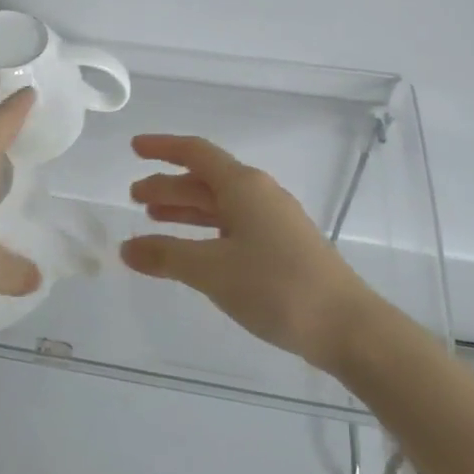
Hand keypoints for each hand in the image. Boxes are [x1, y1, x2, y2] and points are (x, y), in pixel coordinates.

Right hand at [122, 135, 373, 370]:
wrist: (346, 326)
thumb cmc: (275, 286)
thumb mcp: (211, 270)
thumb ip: (165, 256)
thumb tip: (126, 248)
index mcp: (243, 186)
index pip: (196, 153)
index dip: (163, 148)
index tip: (134, 148)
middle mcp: (259, 195)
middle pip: (205, 179)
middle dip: (168, 185)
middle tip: (135, 197)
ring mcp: (273, 221)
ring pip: (219, 204)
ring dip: (185, 209)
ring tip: (153, 219)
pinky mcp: (281, 247)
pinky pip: (232, 226)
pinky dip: (204, 231)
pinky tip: (192, 249)